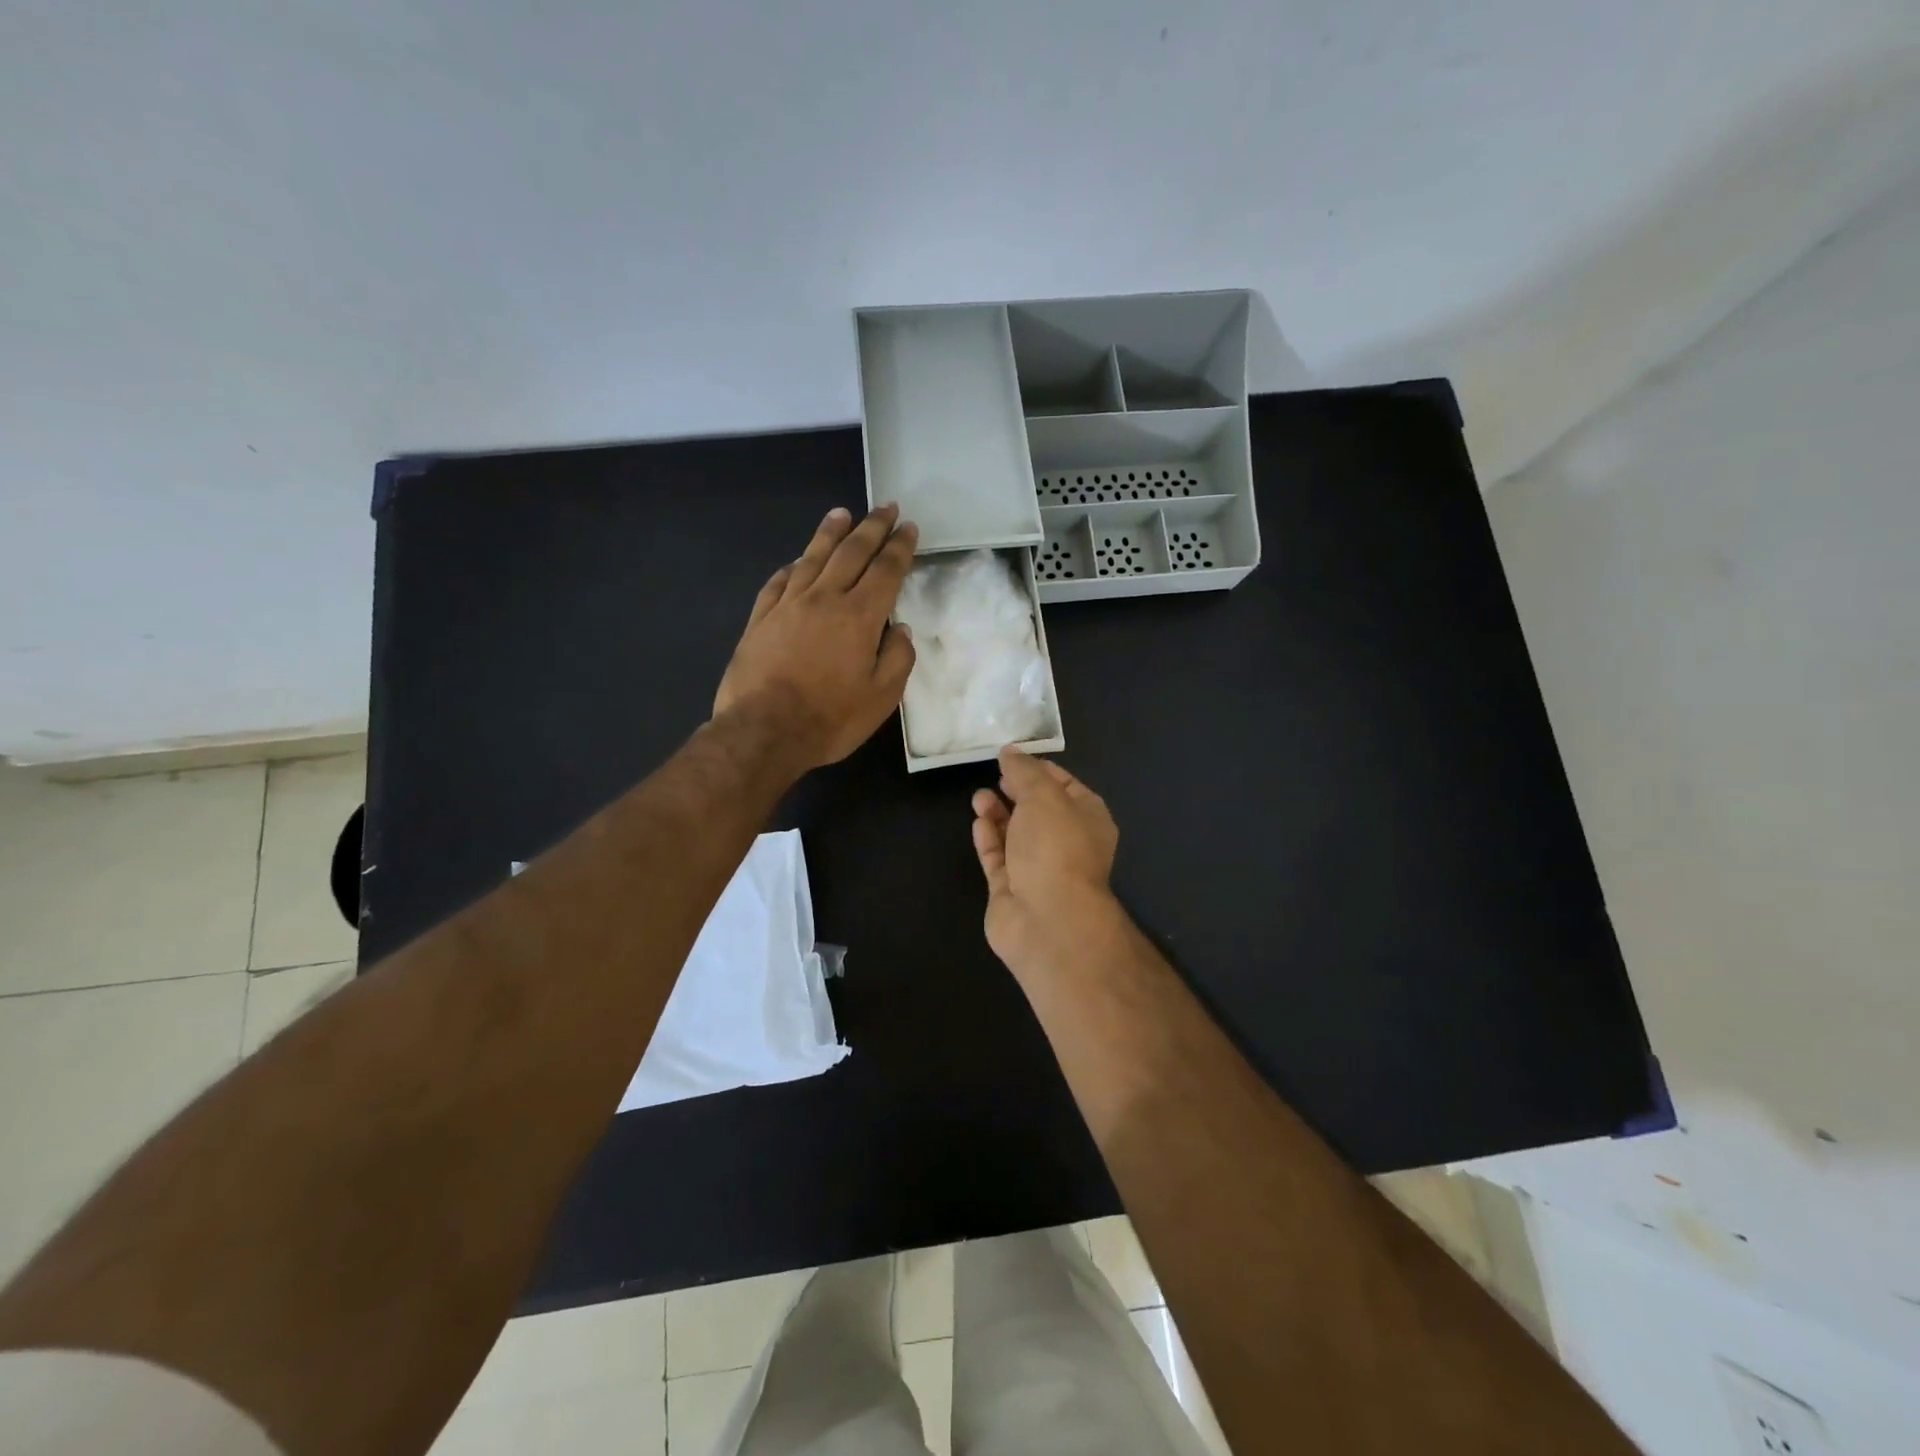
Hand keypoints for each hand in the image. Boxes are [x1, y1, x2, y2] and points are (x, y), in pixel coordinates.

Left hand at [714, 505, 917, 770]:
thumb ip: (897, 659)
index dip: (900, 547)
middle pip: (851, 553)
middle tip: (884, 507)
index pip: (886, 570)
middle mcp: (824, 599)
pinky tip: (797, 561)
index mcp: (859, 617)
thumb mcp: (881, 698)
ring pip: (812, 558)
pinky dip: (792, 567)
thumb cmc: (829, 719)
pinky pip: (778, 582)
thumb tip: (900, 630)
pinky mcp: (760, 619)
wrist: (763, 731)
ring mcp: (788, 606)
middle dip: (871, 528)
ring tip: (841, 514)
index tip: (908, 527)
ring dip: (830, 533)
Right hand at [971, 747, 1122, 977]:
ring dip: (998, 813)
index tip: (1014, 757)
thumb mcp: (1043, 795)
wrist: (1047, 919)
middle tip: (995, 775)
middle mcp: (1067, 843)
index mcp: (1088, 819)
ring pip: (1016, 834)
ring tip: (979, 797)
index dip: (1041, 770)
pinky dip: (989, 839)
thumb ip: (1024, 771)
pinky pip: (998, 858)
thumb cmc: (1056, 847)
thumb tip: (1010, 751)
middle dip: (1016, 791)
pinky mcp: (1012, 889)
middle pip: (1039, 811)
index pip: (1066, 786)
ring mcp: (1039, 869)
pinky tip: (978, 822)